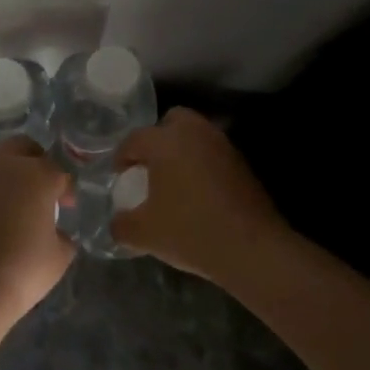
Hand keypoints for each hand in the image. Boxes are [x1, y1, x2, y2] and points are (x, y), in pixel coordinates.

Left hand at [0, 138, 75, 317]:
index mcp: (37, 176)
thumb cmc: (22, 272)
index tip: (66, 206)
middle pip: (22, 147)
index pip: (57, 173)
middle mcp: (4, 165)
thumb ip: (62, 238)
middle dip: (35, 160)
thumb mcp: (58, 258)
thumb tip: (56, 232)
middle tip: (38, 186)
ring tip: (4, 181)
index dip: (64, 189)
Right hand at [111, 108, 289, 281]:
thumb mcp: (143, 234)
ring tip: (173, 181)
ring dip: (182, 151)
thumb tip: (117, 222)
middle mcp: (195, 134)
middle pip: (172, 120)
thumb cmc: (190, 232)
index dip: (122, 157)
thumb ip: (121, 224)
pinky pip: (213, 155)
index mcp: (166, 142)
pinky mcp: (242, 165)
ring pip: (196, 136)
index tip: (119, 176)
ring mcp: (223, 147)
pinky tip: (197, 194)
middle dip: (157, 139)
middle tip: (149, 166)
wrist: (252, 249)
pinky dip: (202, 166)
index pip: (135, 139)